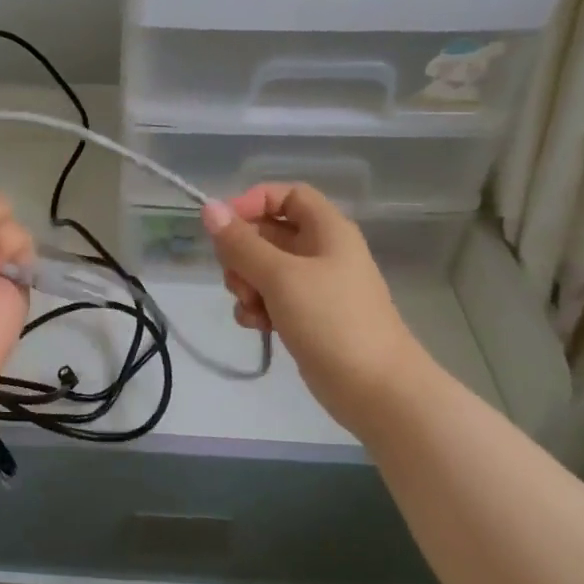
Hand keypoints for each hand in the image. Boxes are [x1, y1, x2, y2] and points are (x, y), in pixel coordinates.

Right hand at [202, 184, 422, 430]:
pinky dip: (258, 308)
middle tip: (236, 277)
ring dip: (246, 284)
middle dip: (242, 253)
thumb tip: (209, 208)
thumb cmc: (331, 320)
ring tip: (252, 307)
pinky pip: (271, 299)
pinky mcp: (307, 316)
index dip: (253, 203)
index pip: (286, 195)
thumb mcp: (280, 276)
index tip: (223, 225)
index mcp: (327, 229)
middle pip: (268, 233)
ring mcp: (314, 286)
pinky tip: (259, 327)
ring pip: (263, 269)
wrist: (374, 387)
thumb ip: (241, 243)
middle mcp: (321, 251)